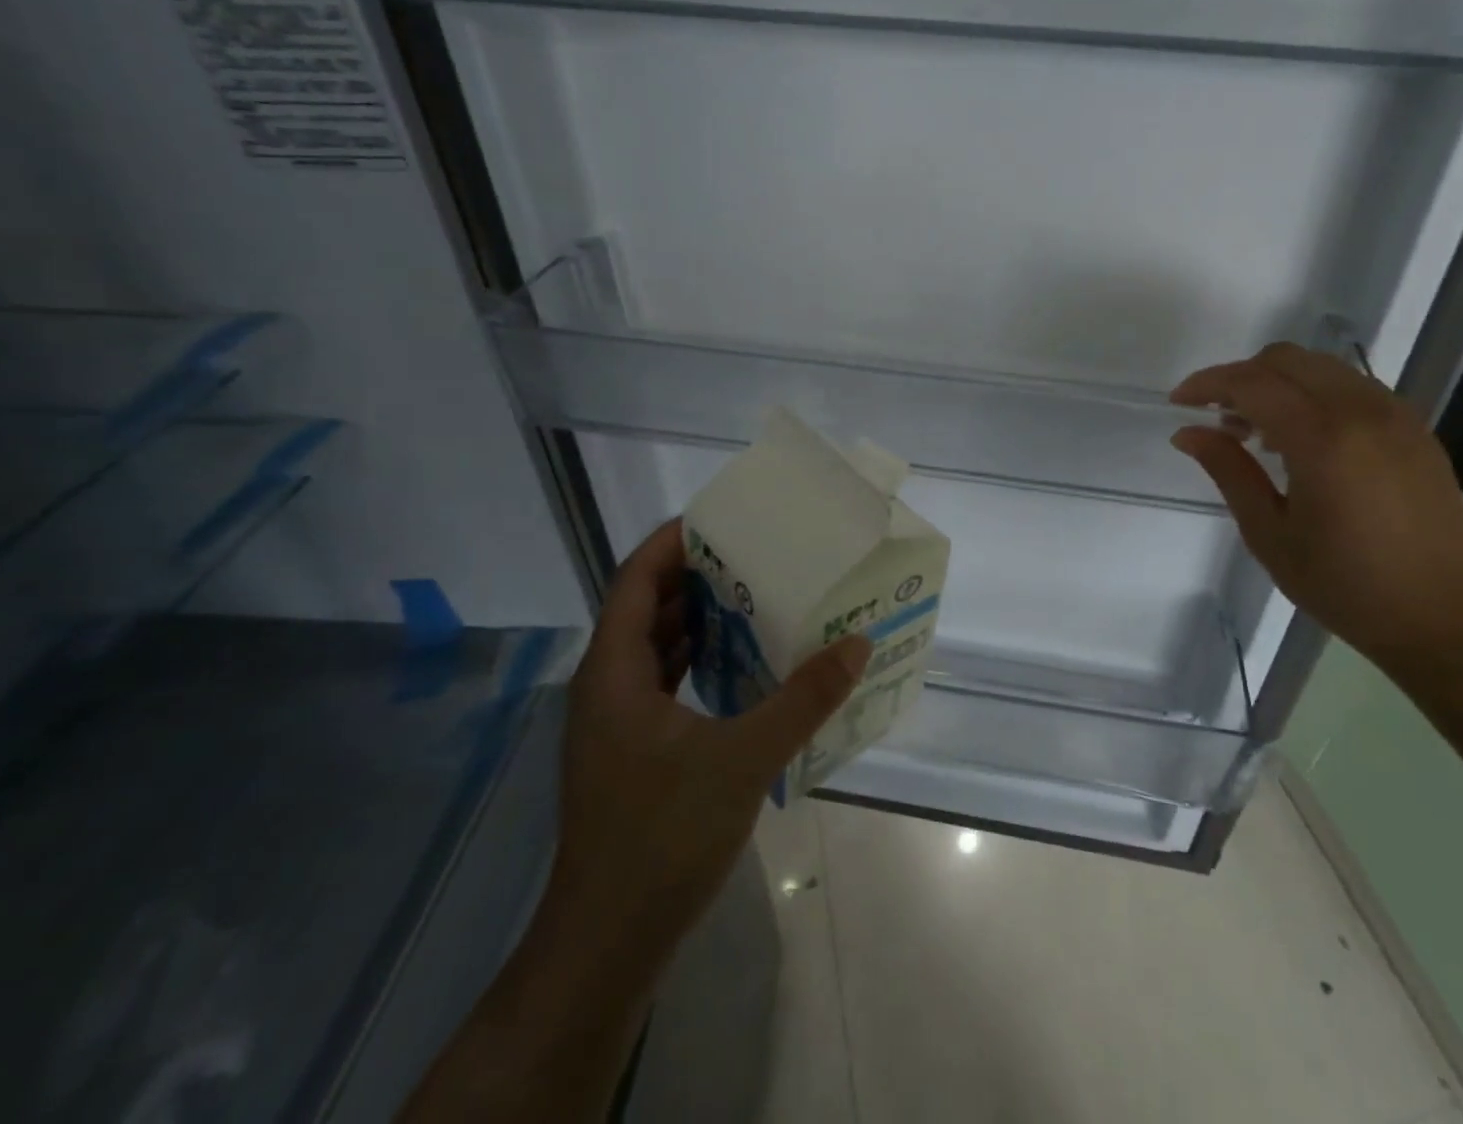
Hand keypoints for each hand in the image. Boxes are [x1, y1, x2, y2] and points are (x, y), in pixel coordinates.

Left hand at [552, 517, 871, 949]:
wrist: (608, 942)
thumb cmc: (662, 836)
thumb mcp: (743, 759)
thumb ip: (802, 698)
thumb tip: (856, 643)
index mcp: (613, 673)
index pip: (635, 582)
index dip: (670, 543)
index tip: (718, 519)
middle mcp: (606, 688)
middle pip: (646, 609)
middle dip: (695, 577)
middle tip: (753, 554)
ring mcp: (615, 723)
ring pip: (654, 648)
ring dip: (698, 619)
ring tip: (755, 595)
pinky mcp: (631, 752)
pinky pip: (663, 683)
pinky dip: (698, 660)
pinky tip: (741, 663)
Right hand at [1170, 343, 1462, 657]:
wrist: (1442, 616)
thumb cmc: (1344, 584)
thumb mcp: (1269, 533)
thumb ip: (1228, 471)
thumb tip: (1187, 432)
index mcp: (1323, 439)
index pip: (1252, 383)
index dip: (1208, 384)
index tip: (1179, 402)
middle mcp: (1362, 411)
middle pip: (1286, 359)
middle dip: (1241, 376)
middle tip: (1217, 418)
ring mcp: (1395, 414)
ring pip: (1321, 367)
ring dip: (1278, 383)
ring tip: (1257, 432)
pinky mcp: (1415, 427)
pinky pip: (1352, 387)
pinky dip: (1314, 394)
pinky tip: (1303, 439)